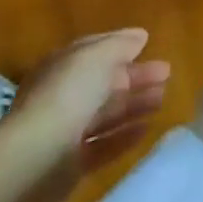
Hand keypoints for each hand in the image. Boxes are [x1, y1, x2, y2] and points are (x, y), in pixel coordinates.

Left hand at [0, 30, 171, 194]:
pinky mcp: (71, 165)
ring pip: (105, 114)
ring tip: (162, 99)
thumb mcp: (96, 57)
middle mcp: (60, 97)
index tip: (149, 45)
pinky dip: (125, 136)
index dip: (120, 47)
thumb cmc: (67, 95)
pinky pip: (104, 145)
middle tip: (167, 74)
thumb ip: (119, 45)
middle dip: (134, 77)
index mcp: (60, 67)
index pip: (92, 52)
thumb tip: (139, 36)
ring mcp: (64, 133)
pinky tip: (147, 128)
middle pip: (102, 84)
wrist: (36, 159)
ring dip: (134, 105)